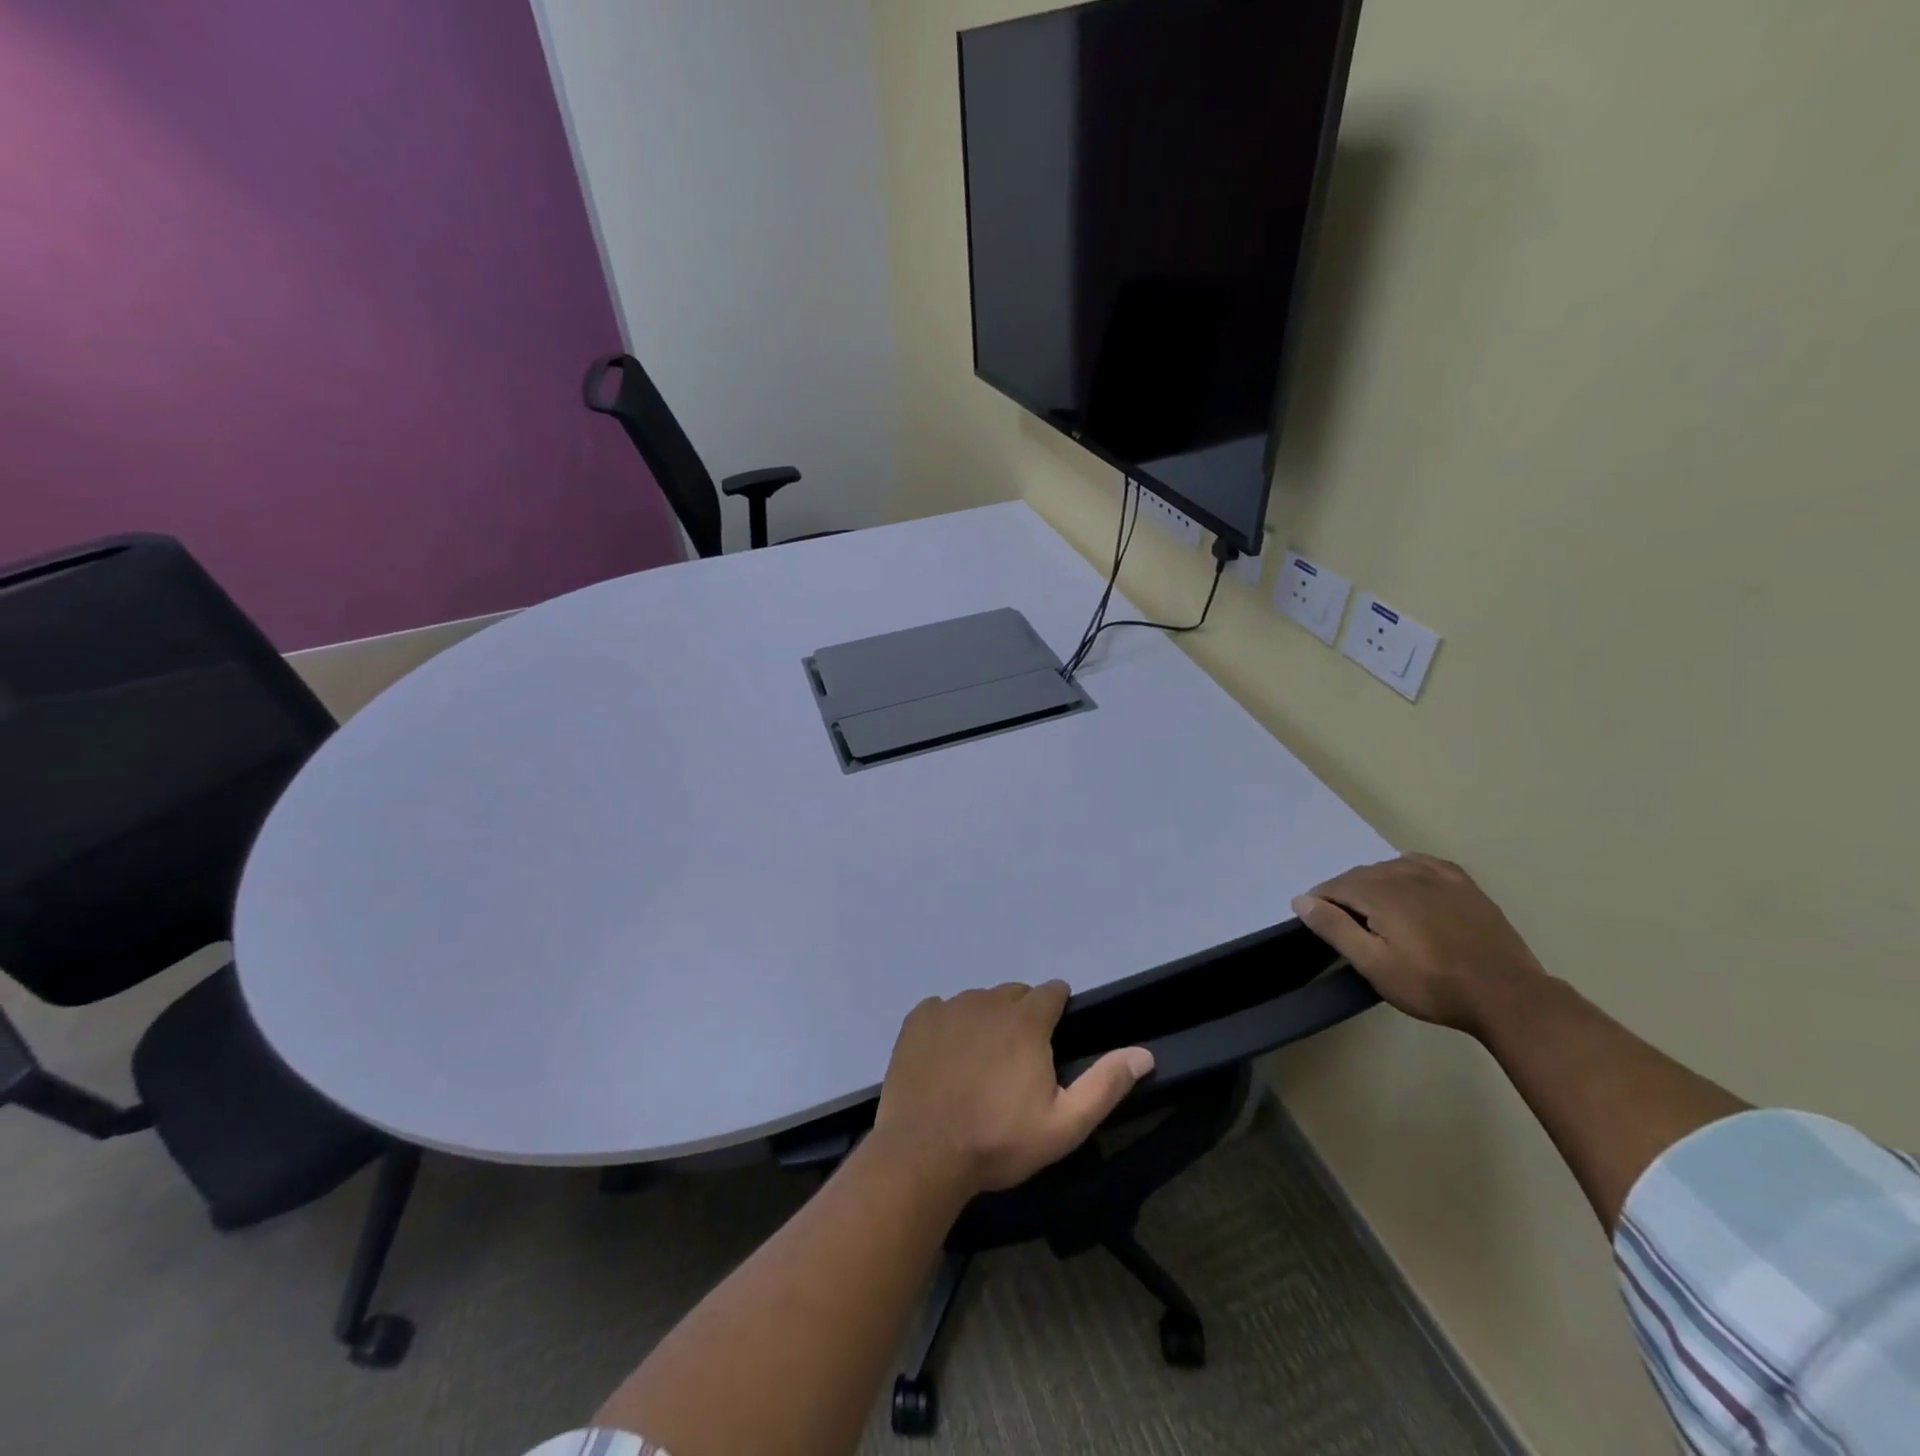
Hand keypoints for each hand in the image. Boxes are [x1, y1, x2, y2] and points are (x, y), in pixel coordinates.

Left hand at [871, 983, 1153, 1197]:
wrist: (924, 1154)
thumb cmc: (999, 1141)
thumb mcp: (1064, 1125)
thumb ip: (1105, 1085)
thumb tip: (1144, 1053)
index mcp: (1026, 1020)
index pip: (1052, 991)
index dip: (1057, 1008)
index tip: (1054, 1035)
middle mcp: (988, 1001)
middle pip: (1014, 994)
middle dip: (1022, 1016)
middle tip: (1017, 1059)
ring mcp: (949, 1007)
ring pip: (977, 1001)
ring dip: (985, 1020)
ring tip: (979, 1063)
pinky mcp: (918, 1019)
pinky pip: (941, 1009)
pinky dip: (948, 1025)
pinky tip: (945, 1059)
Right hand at [1292, 855, 1547, 1035]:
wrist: (1507, 996)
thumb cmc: (1431, 984)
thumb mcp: (1373, 964)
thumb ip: (1334, 928)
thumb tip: (1301, 900)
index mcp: (1380, 892)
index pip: (1336, 886)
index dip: (1321, 903)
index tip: (1319, 924)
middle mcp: (1406, 874)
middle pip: (1361, 875)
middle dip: (1346, 893)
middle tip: (1346, 925)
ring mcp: (1439, 878)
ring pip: (1391, 867)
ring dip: (1374, 882)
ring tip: (1375, 910)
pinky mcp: (1465, 886)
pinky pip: (1424, 864)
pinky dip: (1407, 869)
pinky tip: (1408, 882)